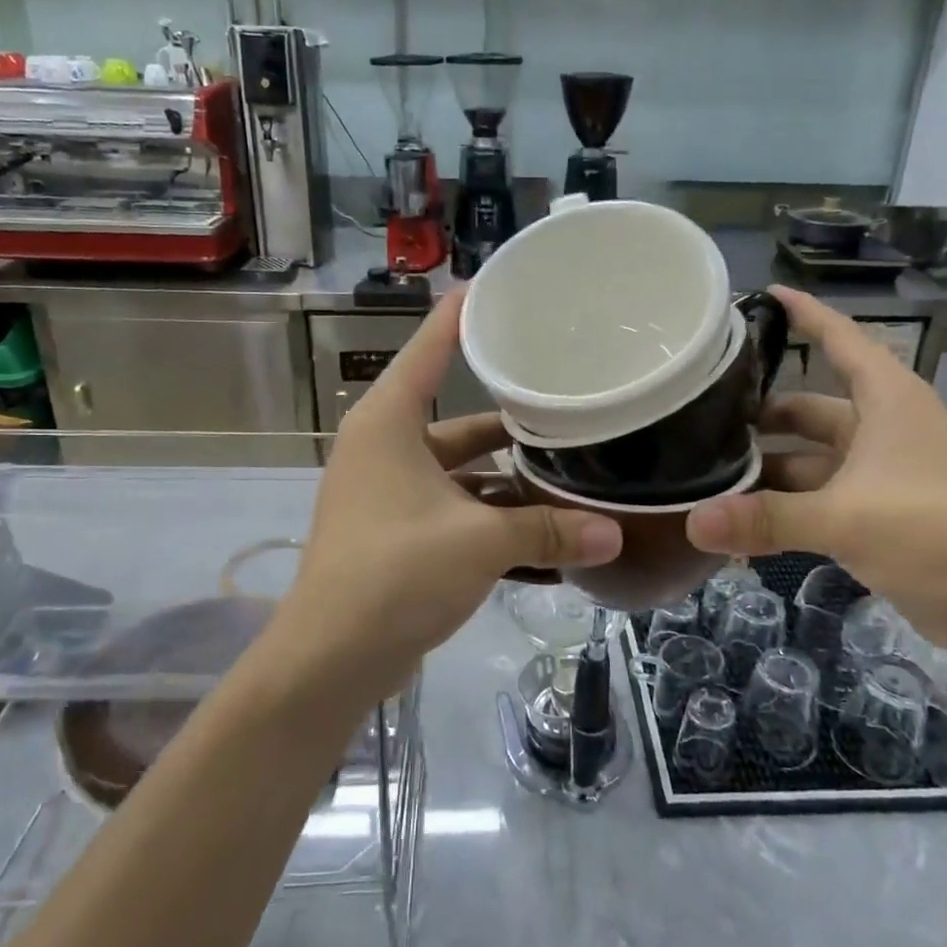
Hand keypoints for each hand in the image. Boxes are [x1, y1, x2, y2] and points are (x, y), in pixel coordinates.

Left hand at [279, 289, 622, 705]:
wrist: (329, 659)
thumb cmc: (394, 573)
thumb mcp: (478, 543)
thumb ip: (548, 530)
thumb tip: (616, 534)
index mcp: (389, 424)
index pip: (430, 349)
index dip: (463, 316)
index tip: (500, 287)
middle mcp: (387, 449)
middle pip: (461, 419)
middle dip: (514, 420)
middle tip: (570, 400)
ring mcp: (392, 495)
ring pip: (464, 473)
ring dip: (511, 481)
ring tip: (573, 472)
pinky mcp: (402, 535)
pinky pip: (458, 513)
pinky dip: (495, 521)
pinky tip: (547, 533)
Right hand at [686, 286, 946, 658]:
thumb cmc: (941, 533)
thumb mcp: (848, 519)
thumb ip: (768, 519)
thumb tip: (692, 522)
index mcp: (886, 401)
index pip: (840, 340)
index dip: (804, 315)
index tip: (760, 294)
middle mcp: (879, 429)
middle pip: (808, 408)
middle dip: (759, 415)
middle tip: (698, 417)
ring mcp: (876, 476)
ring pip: (806, 461)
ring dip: (765, 471)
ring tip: (704, 476)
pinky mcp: (874, 517)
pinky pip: (814, 503)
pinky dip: (781, 512)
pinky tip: (736, 527)